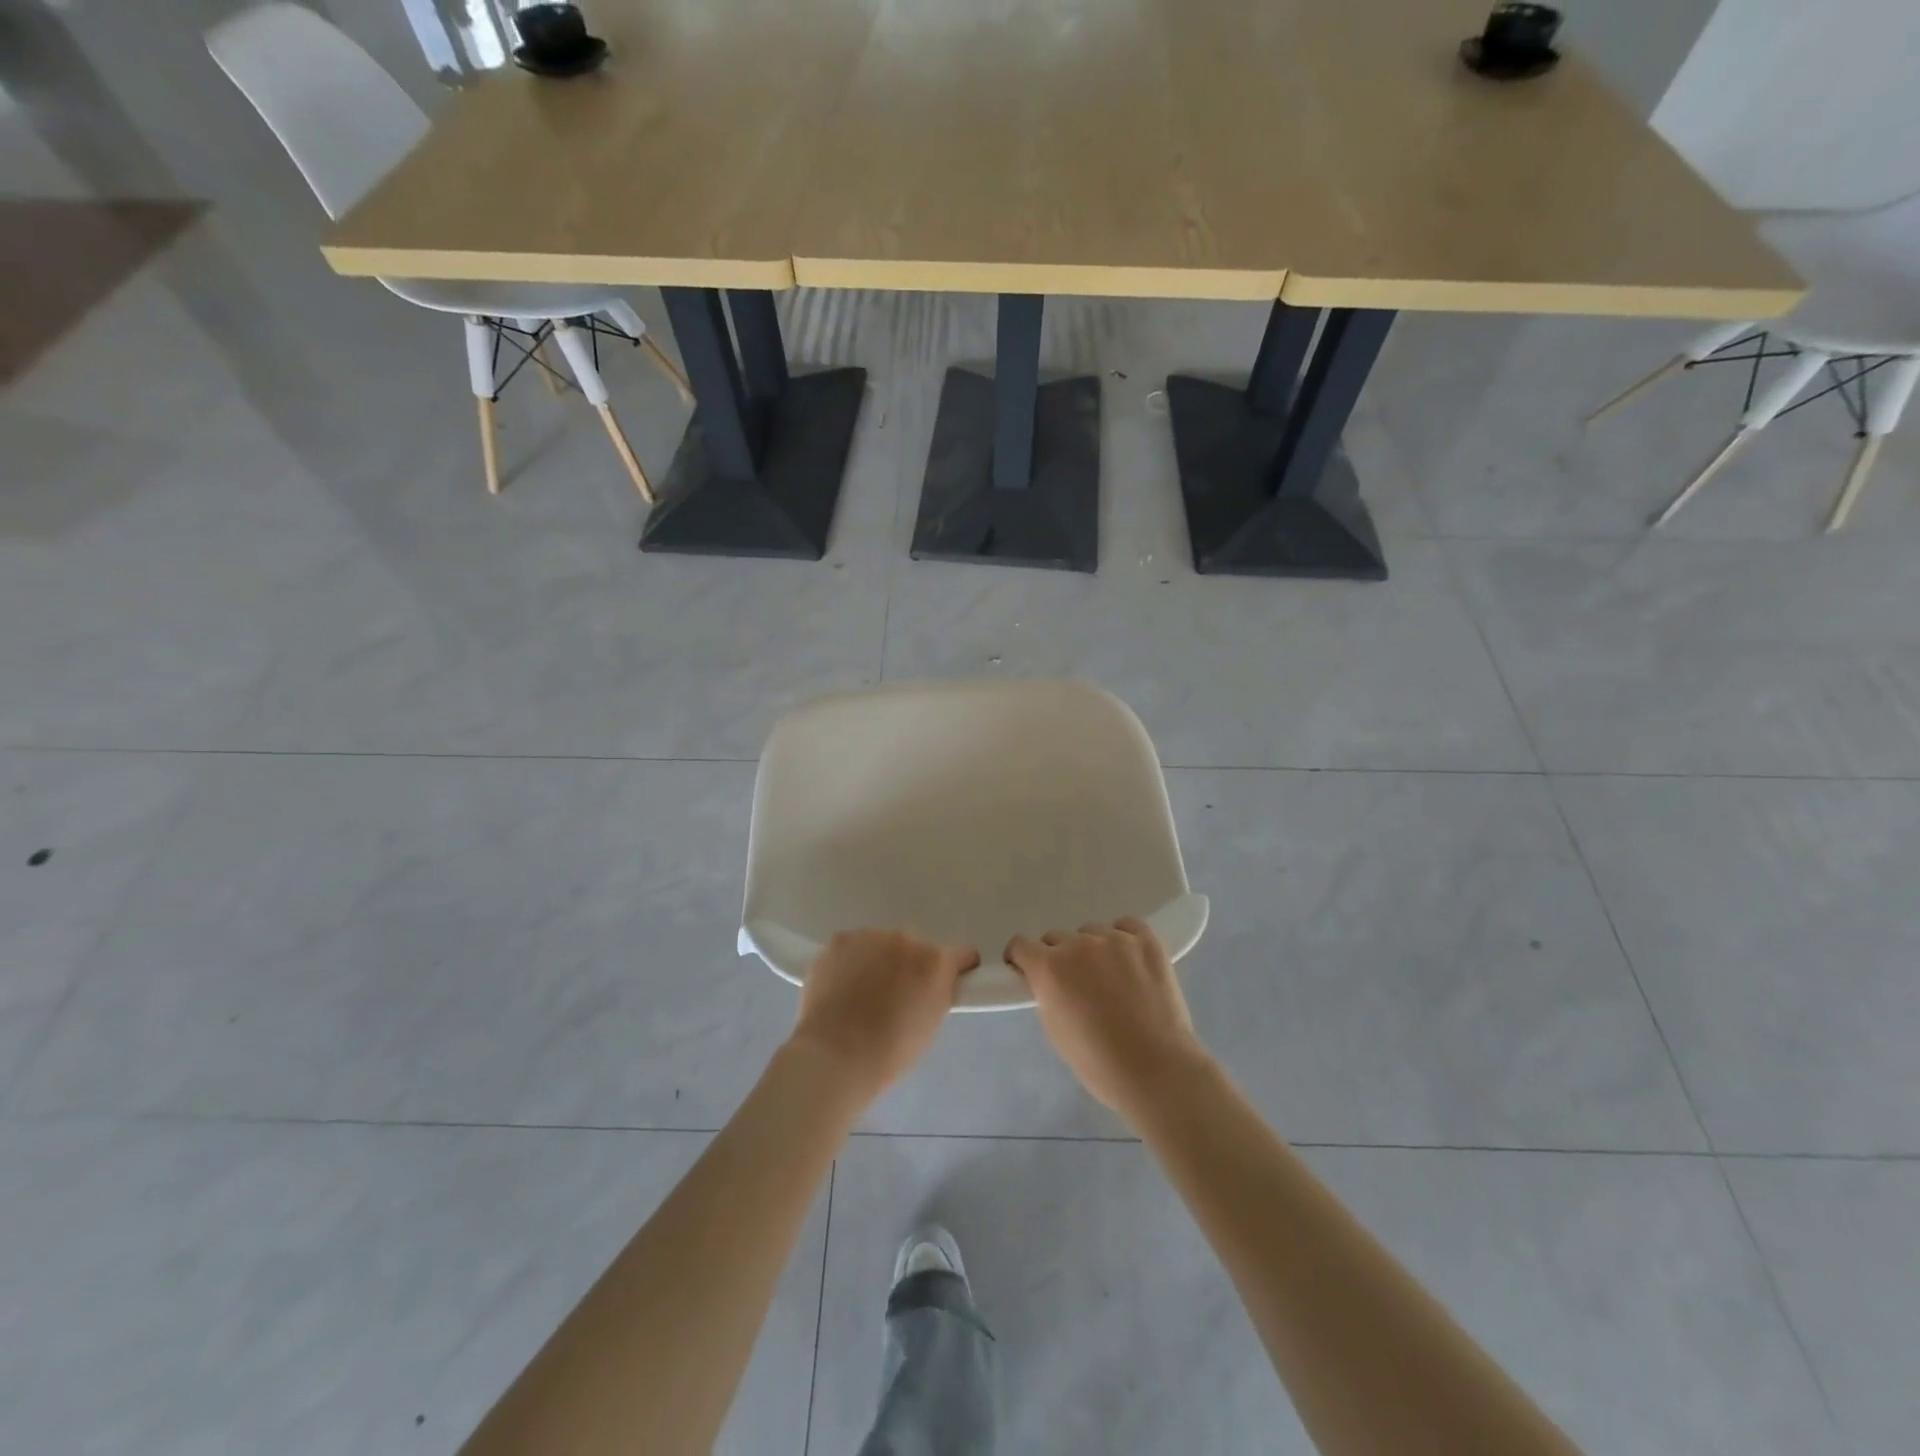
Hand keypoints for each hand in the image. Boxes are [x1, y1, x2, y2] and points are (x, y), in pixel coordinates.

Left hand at [788, 930, 979, 1102]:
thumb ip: (937, 994)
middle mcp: (906, 940)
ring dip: (877, 962)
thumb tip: (931, 984)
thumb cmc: (889, 1052)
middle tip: (893, 998)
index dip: (955, 970)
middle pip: (915, 949)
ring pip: (881, 946)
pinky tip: (840, 988)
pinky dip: (850, 963)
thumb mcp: (930, 1025)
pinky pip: (852, 947)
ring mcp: (870, 937)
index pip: (960, 956)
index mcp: (936, 963)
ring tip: (860, 995)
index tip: (946, 984)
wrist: (834, 1056)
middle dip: (908, 967)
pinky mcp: (840, 940)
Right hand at [1006, 918, 1211, 1116]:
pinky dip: (1123, 938)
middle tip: (1075, 985)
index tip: (1028, 971)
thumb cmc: (1097, 1062)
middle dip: (1059, 958)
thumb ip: (1045, 993)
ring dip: (1092, 951)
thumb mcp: (1053, 1029)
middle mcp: (1078, 945)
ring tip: (1110, 978)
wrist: (1156, 1070)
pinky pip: (1126, 926)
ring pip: (1091, 933)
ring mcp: (1115, 939)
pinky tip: (1130, 960)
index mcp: (1049, 968)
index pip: (1021, 945)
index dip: (1022, 959)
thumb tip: (1048, 981)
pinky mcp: (1147, 941)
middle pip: (1056, 938)